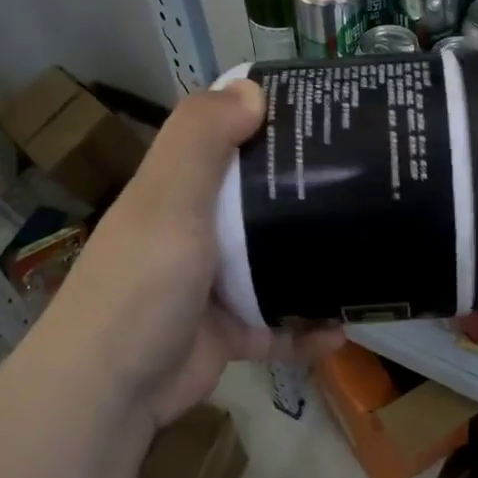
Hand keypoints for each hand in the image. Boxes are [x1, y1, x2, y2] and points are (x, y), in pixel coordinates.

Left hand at [56, 79, 340, 432]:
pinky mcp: (229, 332)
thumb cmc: (142, 284)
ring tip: (366, 255)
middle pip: (259, 202)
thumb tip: (251, 87)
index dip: (268, 123)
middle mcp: (195, 232)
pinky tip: (342, 330)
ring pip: (276, 265)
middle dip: (307, 194)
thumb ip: (202, 140)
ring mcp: (214, 286)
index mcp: (178, 192)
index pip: (225, 143)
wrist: (111, 390)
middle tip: (365, 184)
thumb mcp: (168, 200)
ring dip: (316, 265)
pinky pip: (280, 326)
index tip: (324, 115)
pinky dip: (308, 331)